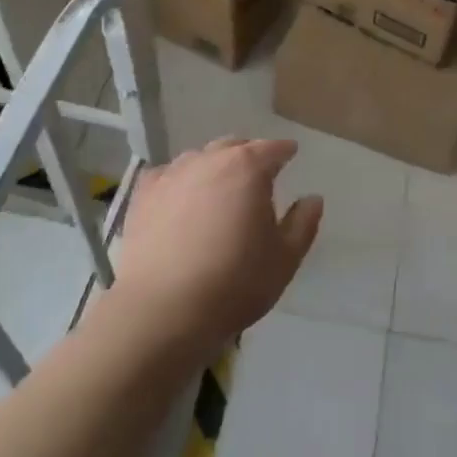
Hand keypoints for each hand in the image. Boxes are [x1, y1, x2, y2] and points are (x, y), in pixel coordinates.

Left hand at [107, 137, 321, 361]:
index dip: (284, 151)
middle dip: (248, 155)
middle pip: (234, 147)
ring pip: (199, 159)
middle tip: (257, 175)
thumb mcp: (284, 259)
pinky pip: (167, 176)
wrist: (163, 310)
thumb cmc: (234, 283)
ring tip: (218, 188)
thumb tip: (313, 198)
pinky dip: (179, 181)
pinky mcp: (143, 195)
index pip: (272, 148)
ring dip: (213, 167)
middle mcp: (209, 160)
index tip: (290, 154)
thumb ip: (303, 224)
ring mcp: (172, 174)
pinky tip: (179, 198)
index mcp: (248, 168)